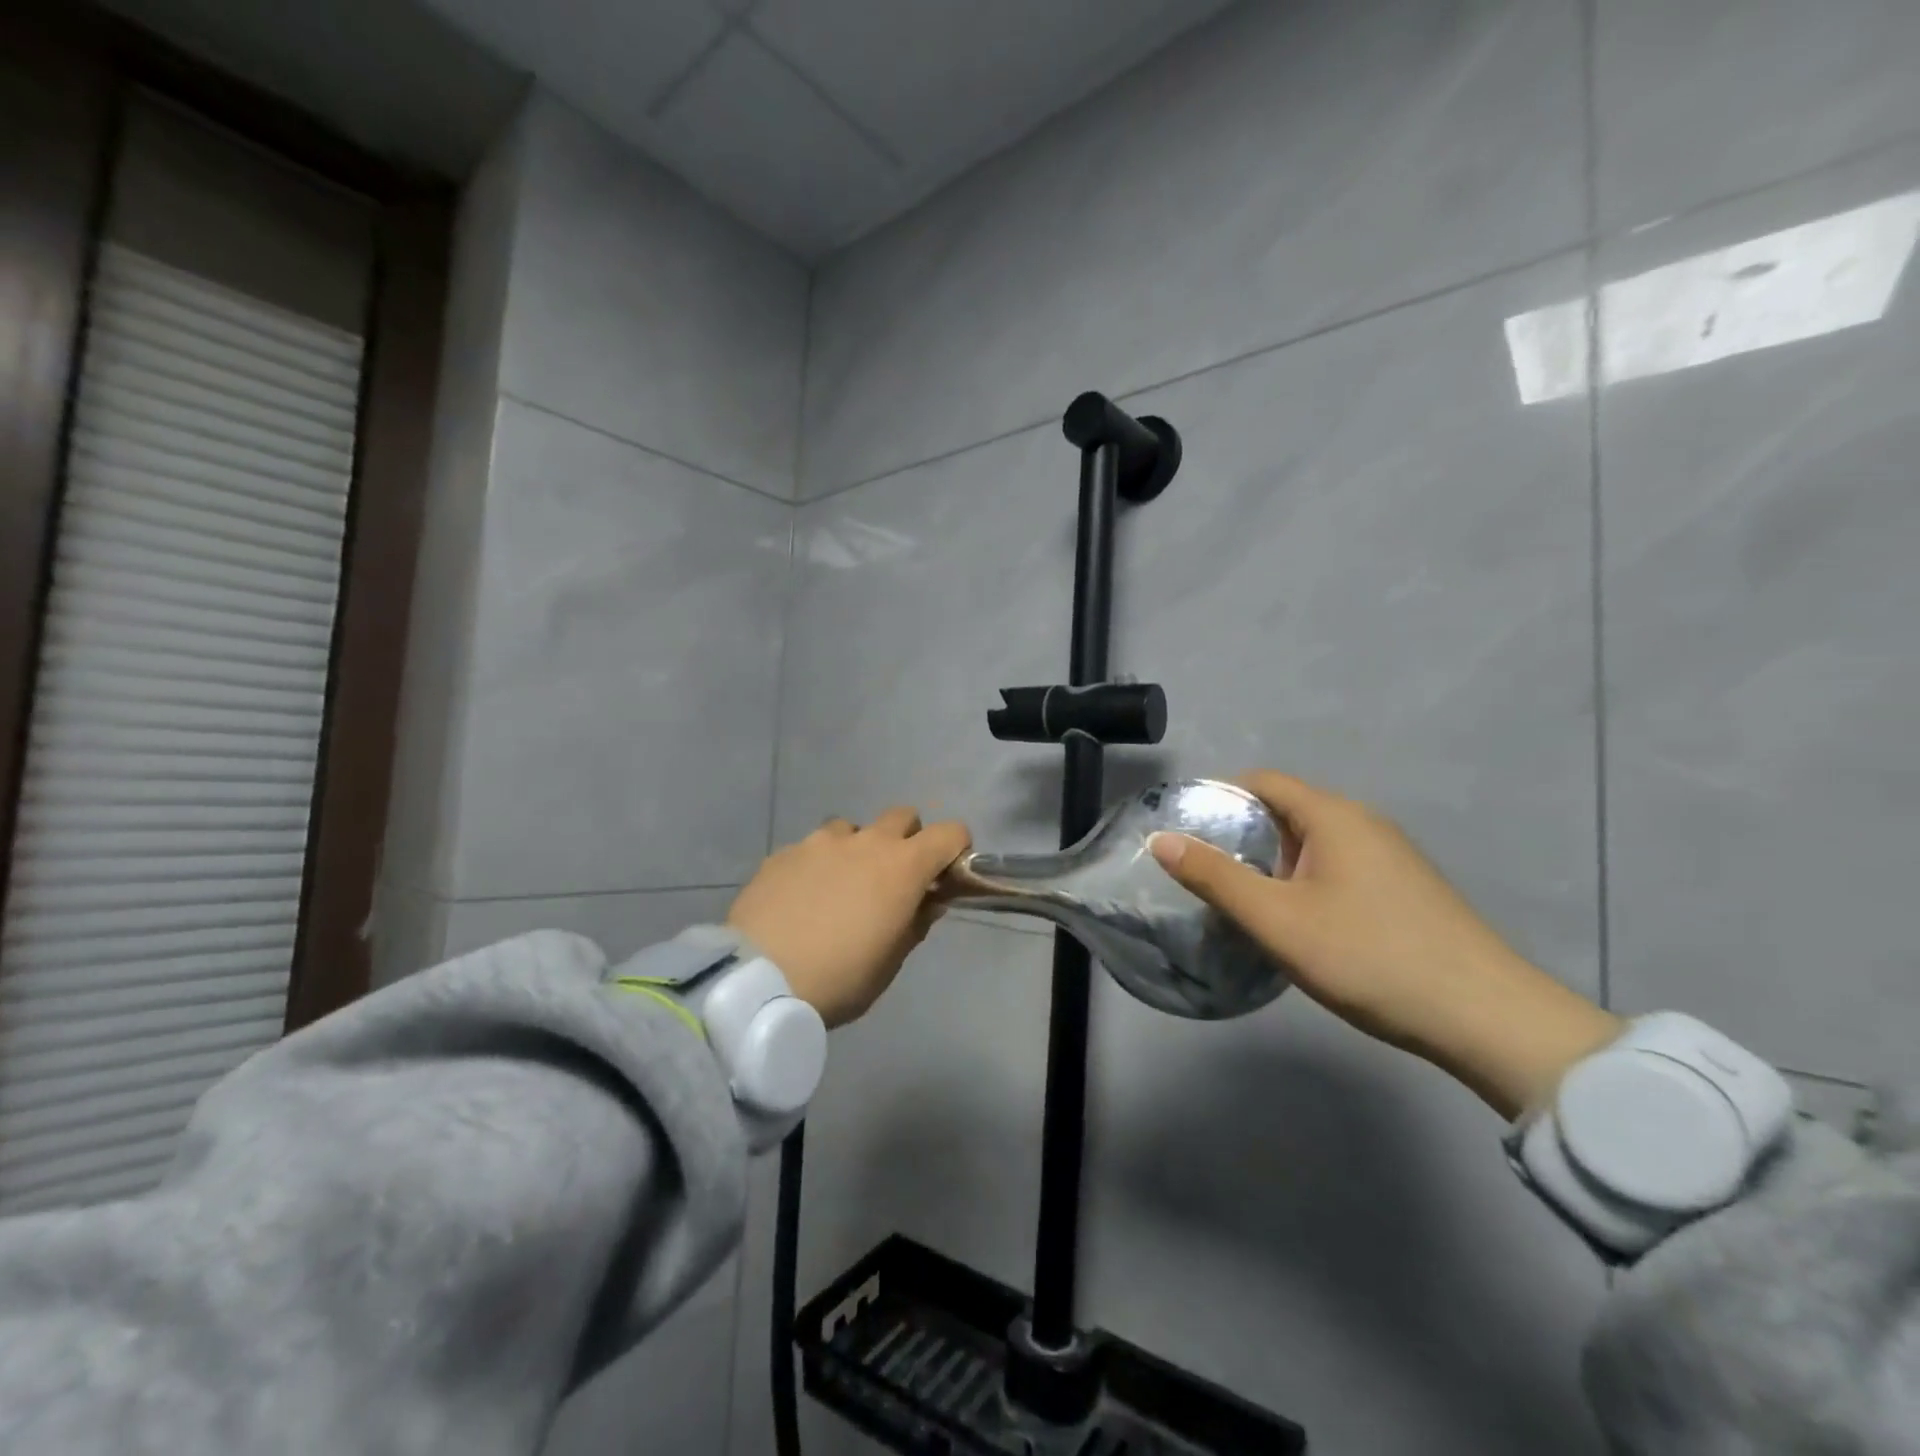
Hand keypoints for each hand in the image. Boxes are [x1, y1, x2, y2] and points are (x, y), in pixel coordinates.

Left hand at [729, 808, 970, 1028]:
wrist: (758, 979)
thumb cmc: (840, 977)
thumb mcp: (890, 962)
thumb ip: (915, 923)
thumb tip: (928, 901)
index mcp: (902, 866)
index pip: (949, 833)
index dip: (955, 848)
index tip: (946, 873)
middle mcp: (865, 842)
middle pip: (902, 816)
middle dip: (908, 838)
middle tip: (894, 877)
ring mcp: (820, 842)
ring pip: (852, 829)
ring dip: (858, 849)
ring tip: (841, 886)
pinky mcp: (784, 852)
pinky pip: (812, 848)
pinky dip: (818, 865)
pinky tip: (802, 898)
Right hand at [1150, 772, 1620, 1117]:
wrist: (1485, 1018)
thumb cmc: (1369, 956)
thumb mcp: (1277, 920)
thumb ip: (1214, 878)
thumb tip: (1160, 840)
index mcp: (1333, 816)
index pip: (1263, 782)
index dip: (1218, 796)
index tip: (1185, 828)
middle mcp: (1364, 823)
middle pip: (1287, 809)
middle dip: (1240, 833)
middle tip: (1202, 870)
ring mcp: (1391, 856)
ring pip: (1313, 842)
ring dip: (1271, 860)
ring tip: (1239, 898)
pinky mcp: (1405, 889)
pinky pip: (1338, 866)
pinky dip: (1303, 879)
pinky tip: (1296, 920)